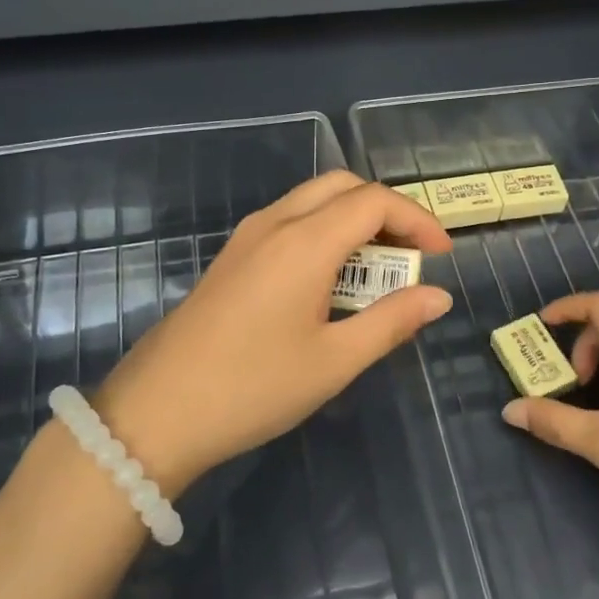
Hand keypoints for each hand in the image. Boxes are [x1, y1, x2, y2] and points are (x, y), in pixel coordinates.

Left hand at [90, 171, 453, 494]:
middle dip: (386, 210)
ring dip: (353, 219)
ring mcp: (247, 237)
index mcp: (305, 242)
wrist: (156, 413)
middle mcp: (275, 224)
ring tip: (378, 268)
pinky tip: (331, 279)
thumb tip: (438, 296)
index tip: (441, 255)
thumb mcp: (334, 361)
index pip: (374, 201)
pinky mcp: (231, 257)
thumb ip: (391, 321)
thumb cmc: (253, 388)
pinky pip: (289, 220)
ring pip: (312, 199)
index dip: (417, 219)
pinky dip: (324, 230)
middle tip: (411, 253)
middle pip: (342, 186)